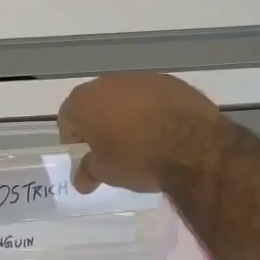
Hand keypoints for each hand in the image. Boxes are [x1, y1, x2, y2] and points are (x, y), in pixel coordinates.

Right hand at [58, 74, 222, 193]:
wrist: (192, 145)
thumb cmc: (137, 158)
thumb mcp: (107, 172)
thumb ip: (88, 172)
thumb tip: (80, 180)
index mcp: (84, 102)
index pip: (67, 119)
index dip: (75, 140)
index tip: (88, 157)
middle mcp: (107, 83)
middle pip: (96, 103)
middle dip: (101, 124)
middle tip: (113, 149)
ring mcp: (140, 78)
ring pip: (125, 97)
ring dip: (128, 115)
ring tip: (143, 141)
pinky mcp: (169, 81)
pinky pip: (152, 97)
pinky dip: (154, 110)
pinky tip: (166, 131)